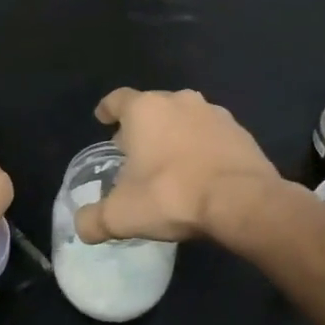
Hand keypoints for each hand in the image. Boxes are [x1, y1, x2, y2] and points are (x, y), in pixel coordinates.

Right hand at [74, 88, 280, 246]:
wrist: (243, 201)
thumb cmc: (172, 195)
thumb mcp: (121, 216)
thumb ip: (93, 219)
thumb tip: (82, 225)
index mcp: (145, 109)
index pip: (117, 99)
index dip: (107, 109)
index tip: (102, 119)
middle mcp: (178, 100)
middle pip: (152, 107)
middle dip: (141, 126)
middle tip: (134, 151)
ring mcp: (213, 113)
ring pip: (184, 118)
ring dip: (174, 135)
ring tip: (169, 163)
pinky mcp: (240, 131)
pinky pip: (212, 135)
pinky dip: (202, 147)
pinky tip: (201, 172)